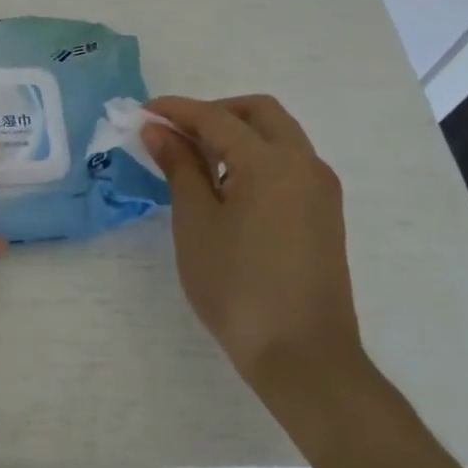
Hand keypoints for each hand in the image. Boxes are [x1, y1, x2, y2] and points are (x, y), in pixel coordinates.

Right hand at [141, 95, 362, 404]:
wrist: (303, 357)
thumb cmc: (237, 287)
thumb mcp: (196, 222)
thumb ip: (179, 167)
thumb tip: (158, 130)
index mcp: (271, 163)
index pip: (216, 118)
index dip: (176, 111)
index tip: (143, 113)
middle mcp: (304, 164)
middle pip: (259, 113)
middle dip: (214, 112)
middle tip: (175, 132)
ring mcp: (321, 189)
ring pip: (278, 136)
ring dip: (237, 133)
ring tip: (195, 160)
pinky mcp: (324, 213)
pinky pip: (288, 163)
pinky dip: (256, 156)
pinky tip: (226, 185)